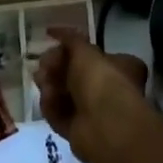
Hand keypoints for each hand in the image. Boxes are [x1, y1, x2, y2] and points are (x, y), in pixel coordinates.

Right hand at [31, 27, 152, 162]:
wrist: (104, 125)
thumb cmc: (101, 80)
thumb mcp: (85, 51)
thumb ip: (70, 39)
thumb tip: (54, 31)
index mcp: (121, 67)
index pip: (93, 55)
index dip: (72, 49)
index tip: (53, 45)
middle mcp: (110, 89)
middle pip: (76, 75)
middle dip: (56, 68)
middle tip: (42, 64)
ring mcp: (95, 113)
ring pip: (66, 95)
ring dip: (51, 86)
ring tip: (41, 80)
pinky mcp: (79, 132)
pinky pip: (60, 115)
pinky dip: (52, 106)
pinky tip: (46, 98)